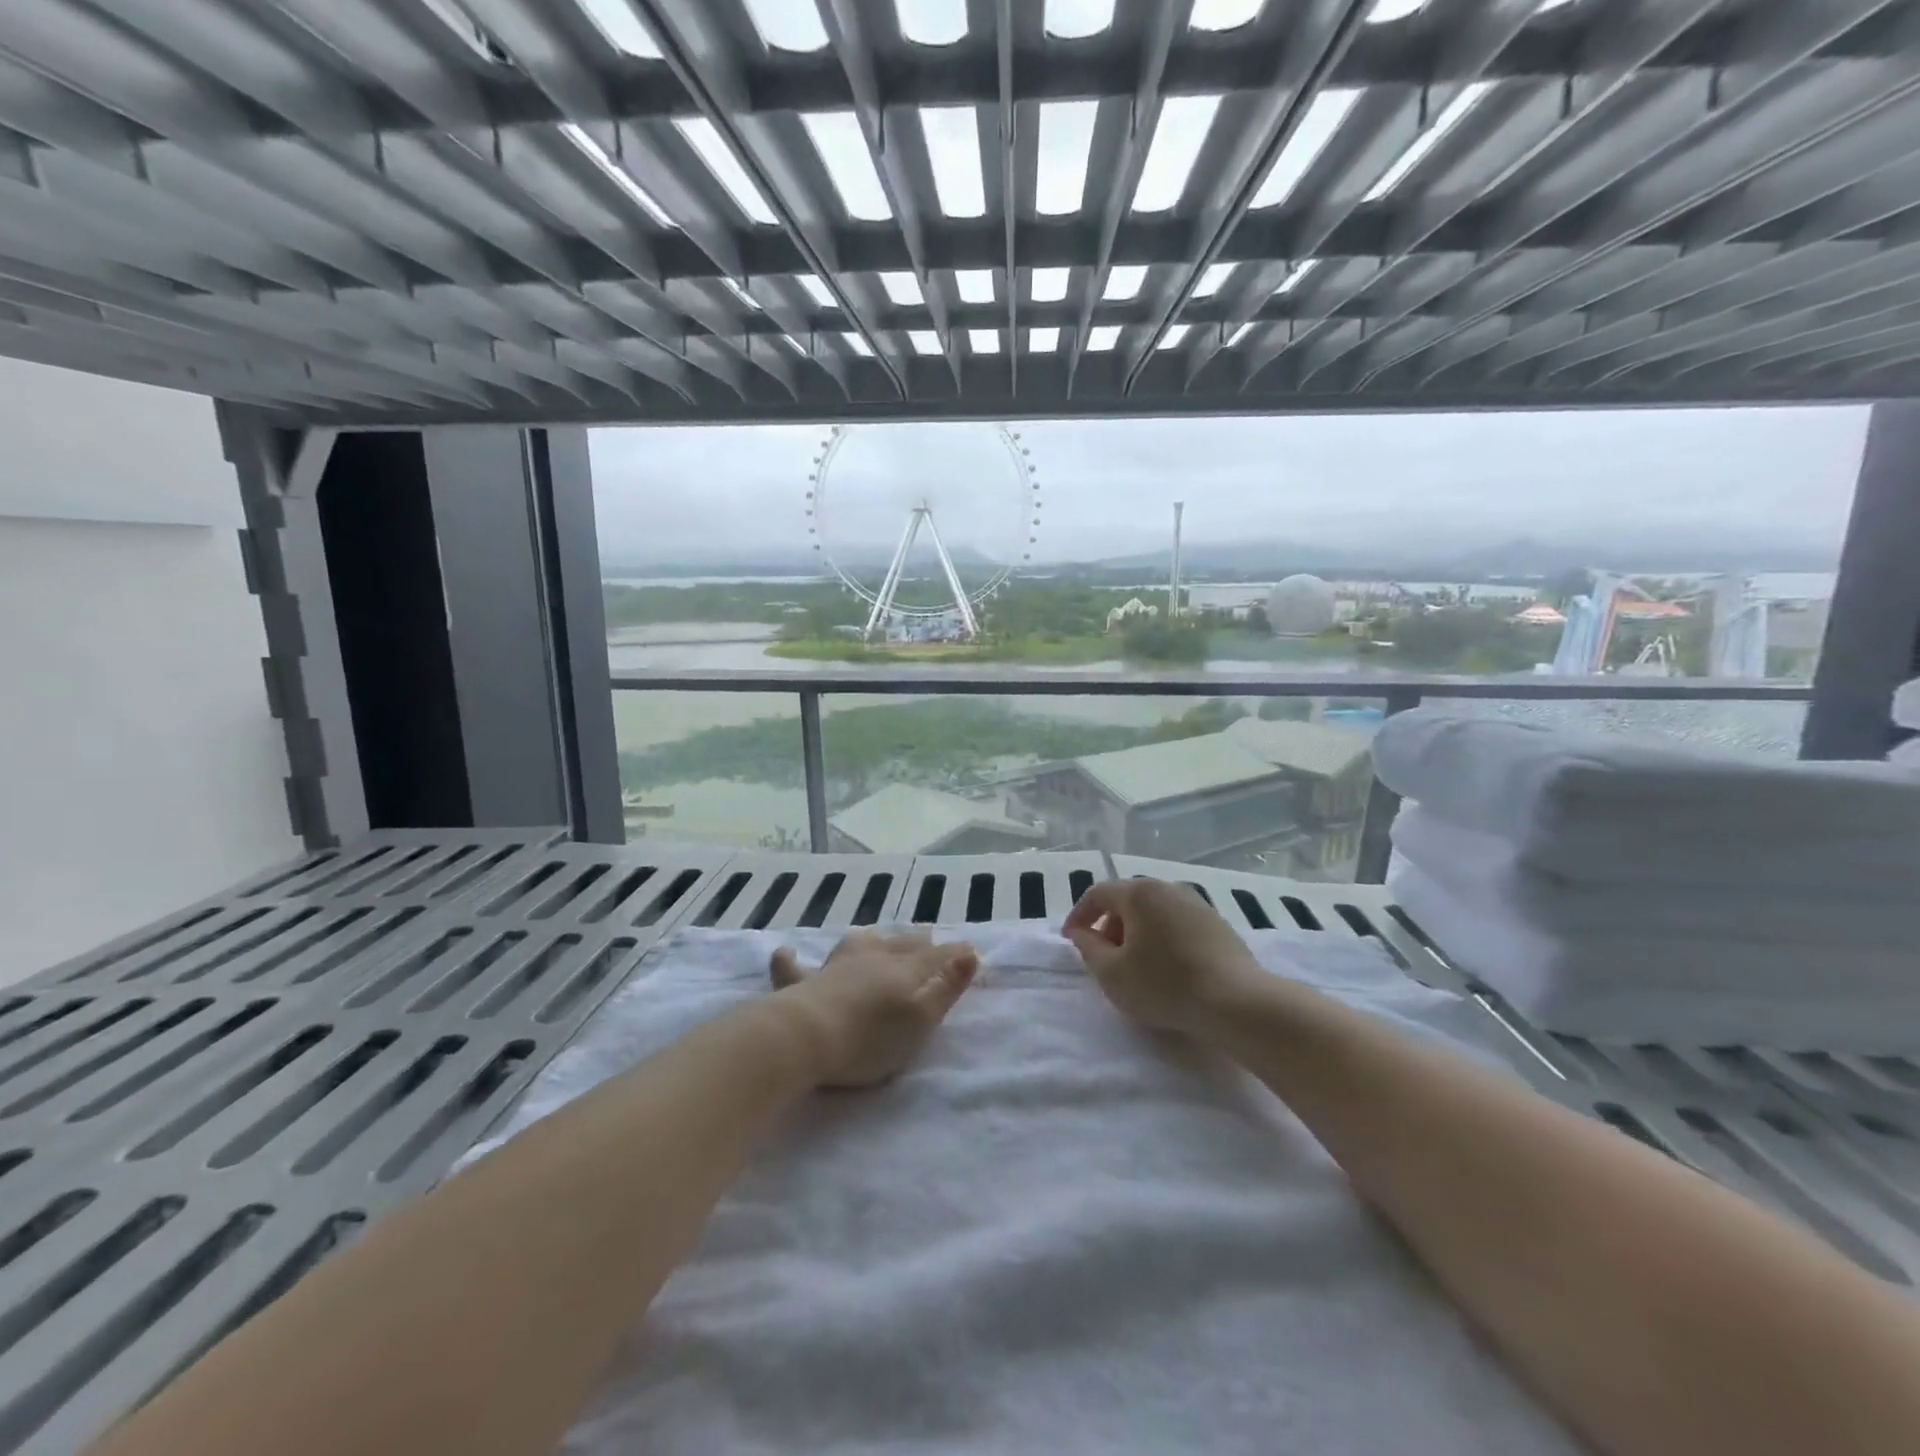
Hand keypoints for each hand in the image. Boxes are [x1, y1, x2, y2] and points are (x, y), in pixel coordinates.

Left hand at [769, 930, 978, 1088]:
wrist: (807, 1037)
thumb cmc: (870, 1038)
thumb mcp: (921, 1019)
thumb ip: (947, 987)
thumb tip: (970, 952)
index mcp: (903, 970)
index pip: (935, 956)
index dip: (954, 954)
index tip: (969, 950)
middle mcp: (871, 960)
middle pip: (899, 945)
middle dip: (917, 941)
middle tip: (928, 936)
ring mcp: (835, 969)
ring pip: (856, 945)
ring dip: (870, 940)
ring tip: (875, 936)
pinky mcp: (802, 986)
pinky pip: (794, 969)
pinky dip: (791, 961)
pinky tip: (785, 953)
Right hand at [1063, 879, 1263, 1036]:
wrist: (1236, 1002)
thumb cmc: (1164, 984)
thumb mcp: (1112, 974)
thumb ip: (1089, 949)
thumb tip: (1084, 934)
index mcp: (1139, 892)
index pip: (1098, 893)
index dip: (1079, 915)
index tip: (1071, 940)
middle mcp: (1168, 888)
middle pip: (1128, 900)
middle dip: (1109, 926)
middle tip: (1104, 957)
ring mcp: (1197, 903)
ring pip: (1154, 912)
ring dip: (1137, 933)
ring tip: (1135, 966)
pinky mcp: (1217, 924)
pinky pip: (1177, 924)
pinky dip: (1162, 939)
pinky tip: (1167, 969)